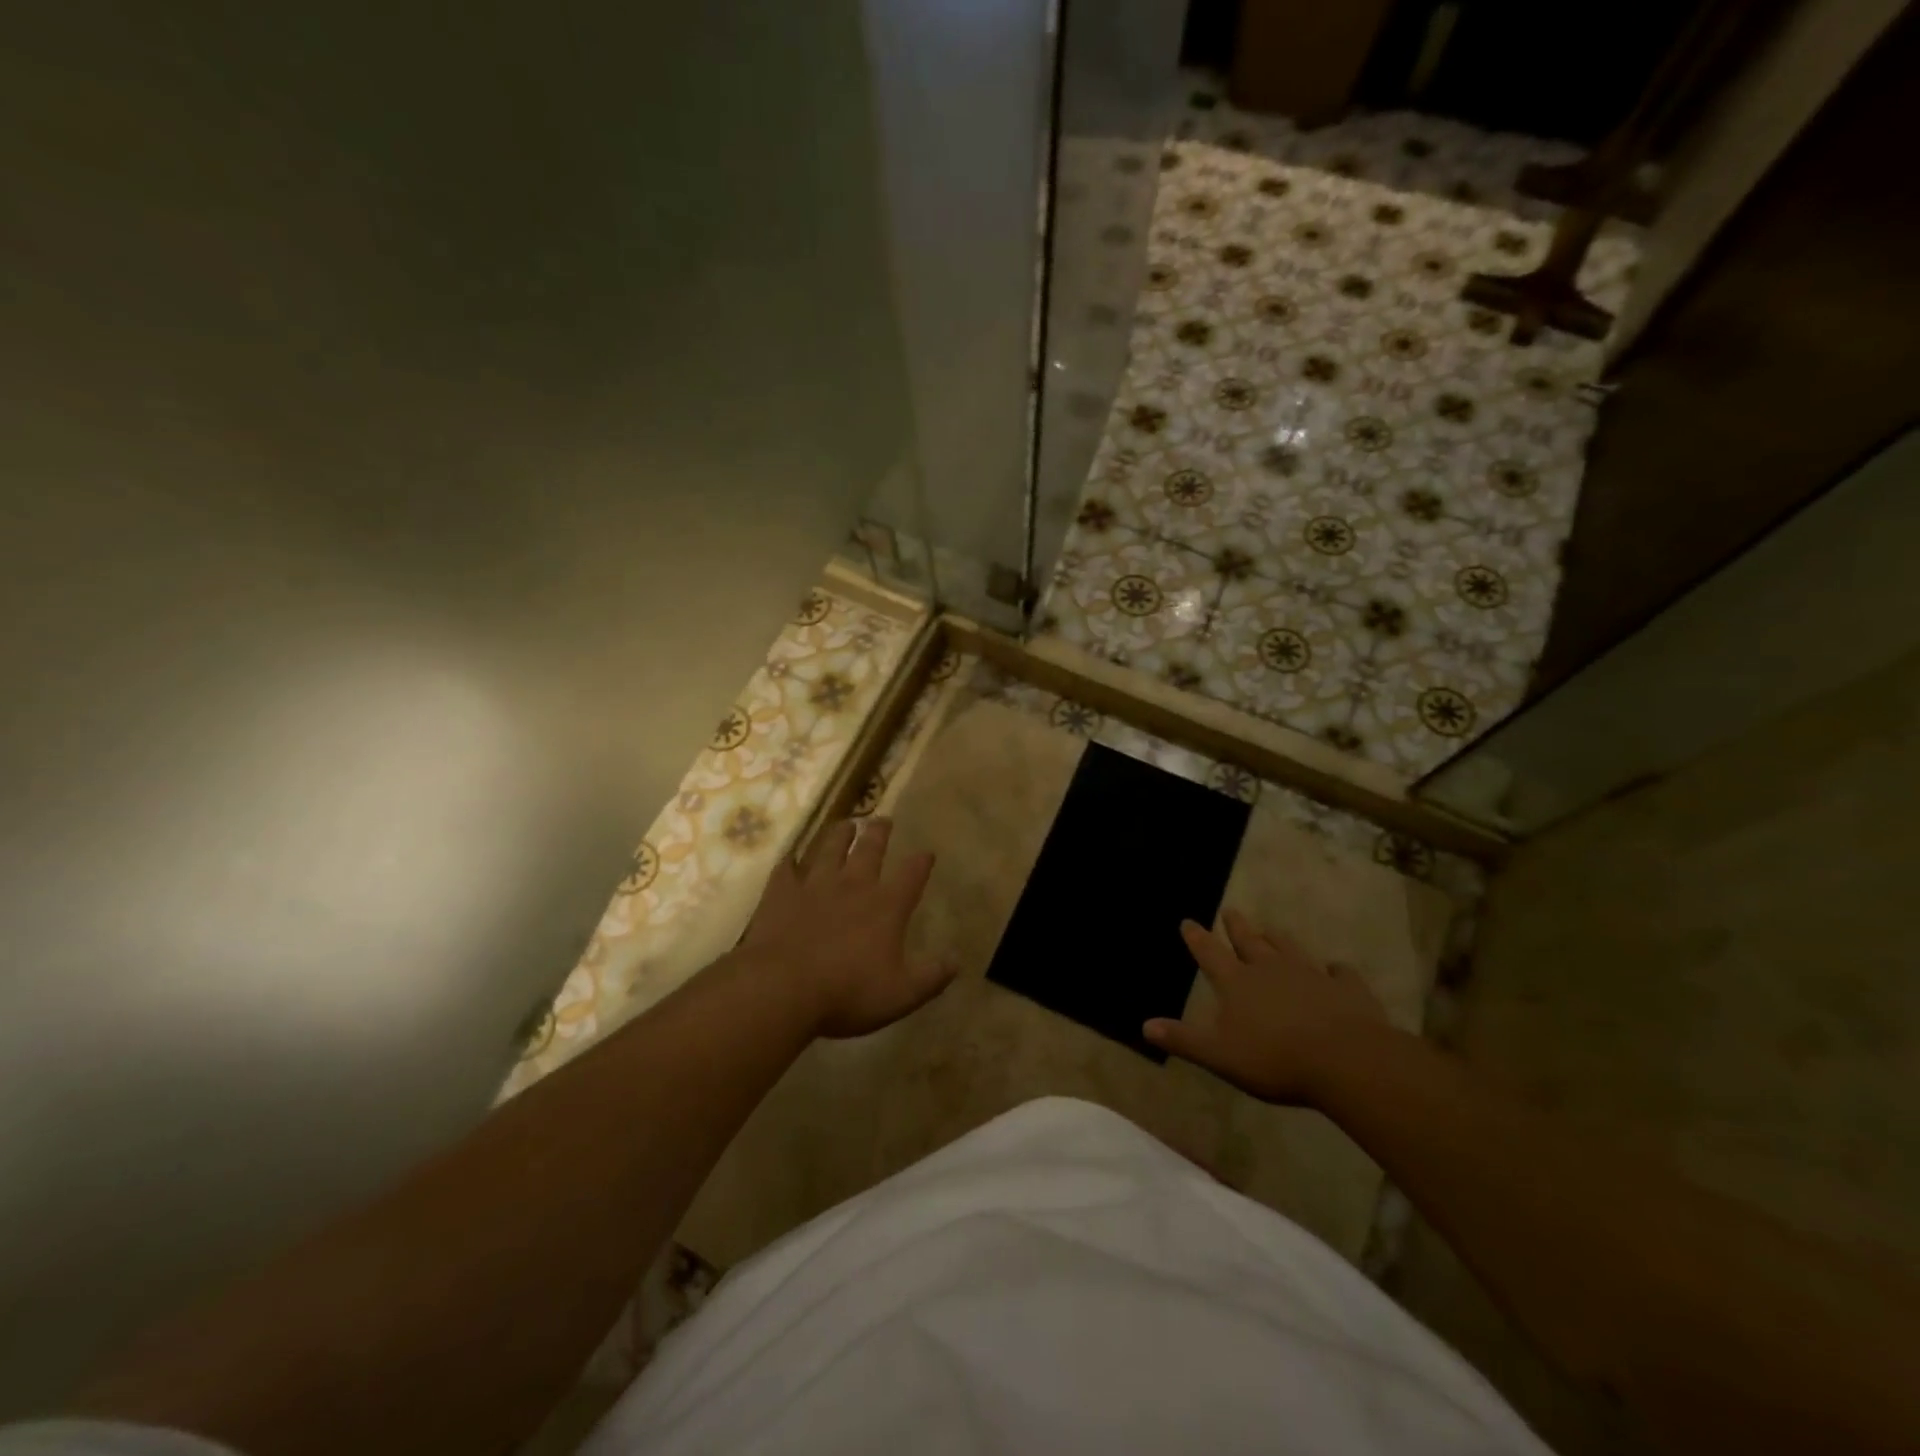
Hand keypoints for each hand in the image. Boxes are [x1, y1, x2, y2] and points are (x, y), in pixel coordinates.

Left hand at [742, 817, 954, 1038]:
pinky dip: (790, 863)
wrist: (782, 989)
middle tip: (883, 819)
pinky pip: (786, 871)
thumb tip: (956, 960)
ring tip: (846, 824)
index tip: (927, 852)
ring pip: (829, 849)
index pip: (911, 875)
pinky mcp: (781, 894)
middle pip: (869, 849)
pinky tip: (790, 859)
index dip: (921, 862)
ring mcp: (814, 886)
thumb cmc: (848, 993)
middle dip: (880, 833)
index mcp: (886, 906)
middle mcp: (853, 885)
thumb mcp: (901, 994)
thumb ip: (932, 976)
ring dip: (840, 835)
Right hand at [1144, 908, 1398, 1104]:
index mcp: (1238, 983)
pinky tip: (1336, 970)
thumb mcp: (1220, 1055)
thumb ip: (1184, 1040)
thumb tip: (1145, 1025)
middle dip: (1237, 927)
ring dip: (1278, 939)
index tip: (1188, 920)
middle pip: (1249, 942)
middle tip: (1230, 911)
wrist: (1346, 1060)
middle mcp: (1270, 969)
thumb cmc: (1275, 1059)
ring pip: (1290, 949)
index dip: (1197, 938)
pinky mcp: (1346, 989)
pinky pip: (1340, 973)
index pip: (1210, 954)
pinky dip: (1336, 970)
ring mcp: (1311, 975)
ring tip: (1272, 930)